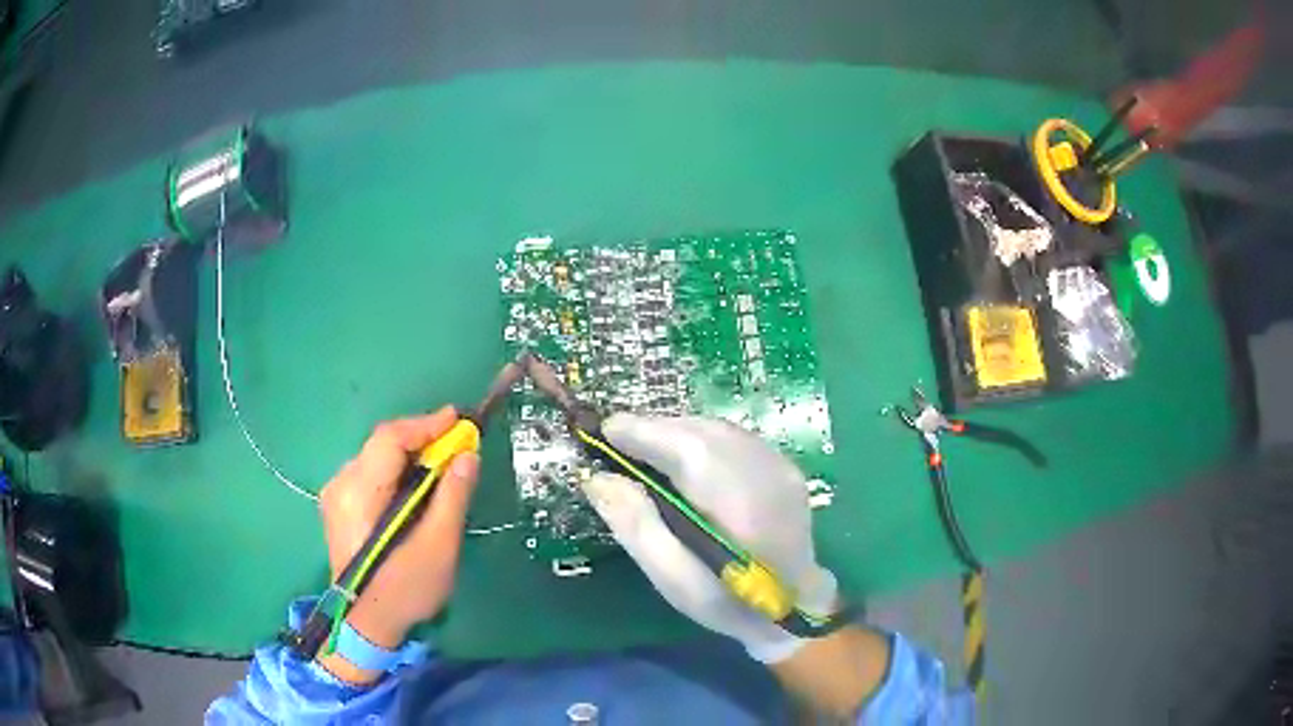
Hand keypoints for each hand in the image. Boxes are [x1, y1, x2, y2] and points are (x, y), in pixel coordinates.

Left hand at [317, 407, 479, 675]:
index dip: (426, 425)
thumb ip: (452, 496)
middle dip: (421, 439)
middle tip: (457, 444)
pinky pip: (370, 473)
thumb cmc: (405, 589)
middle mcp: (340, 485)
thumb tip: (468, 455)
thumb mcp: (438, 546)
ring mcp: (335, 495)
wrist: (368, 625)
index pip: (390, 439)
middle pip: (382, 445)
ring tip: (441, 464)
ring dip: (410, 454)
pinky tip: (415, 485)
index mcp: (359, 493)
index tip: (460, 420)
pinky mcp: (338, 506)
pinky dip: (396, 470)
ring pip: (376, 457)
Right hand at [584, 414, 838, 662]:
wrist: (795, 607)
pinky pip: (733, 437)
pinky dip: (700, 438)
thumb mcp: (672, 579)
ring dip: (677, 431)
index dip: (644, 432)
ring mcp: (780, 465)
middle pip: (701, 432)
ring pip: (717, 430)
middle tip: (618, 440)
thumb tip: (597, 478)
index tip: (604, 429)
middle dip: (656, 429)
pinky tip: (683, 458)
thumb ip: (636, 525)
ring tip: (644, 447)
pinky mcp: (784, 465)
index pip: (688, 451)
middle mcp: (765, 473)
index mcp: (739, 507)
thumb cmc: (727, 602)